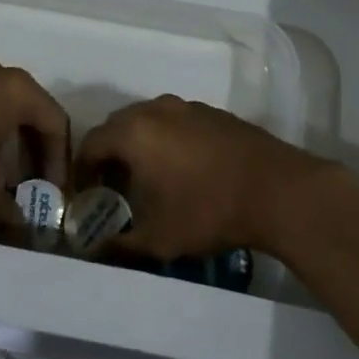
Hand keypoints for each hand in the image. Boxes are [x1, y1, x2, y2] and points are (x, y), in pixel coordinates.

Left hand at [0, 59, 70, 235]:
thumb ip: (5, 210)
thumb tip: (24, 235)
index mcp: (18, 90)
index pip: (56, 122)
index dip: (59, 161)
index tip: (54, 193)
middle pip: (32, 113)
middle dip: (34, 153)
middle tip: (32, 187)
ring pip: (5, 108)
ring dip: (10, 144)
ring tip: (2, 180)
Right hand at [75, 95, 325, 258]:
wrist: (275, 190)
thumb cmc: (207, 210)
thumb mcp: (157, 239)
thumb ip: (119, 245)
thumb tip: (95, 251)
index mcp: (134, 131)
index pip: (91, 143)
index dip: (83, 171)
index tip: (86, 197)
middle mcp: (157, 109)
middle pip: (118, 126)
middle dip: (109, 156)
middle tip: (113, 189)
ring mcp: (188, 107)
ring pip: (149, 121)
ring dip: (139, 146)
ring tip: (148, 180)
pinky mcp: (213, 113)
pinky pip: (176, 122)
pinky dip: (167, 140)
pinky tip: (183, 171)